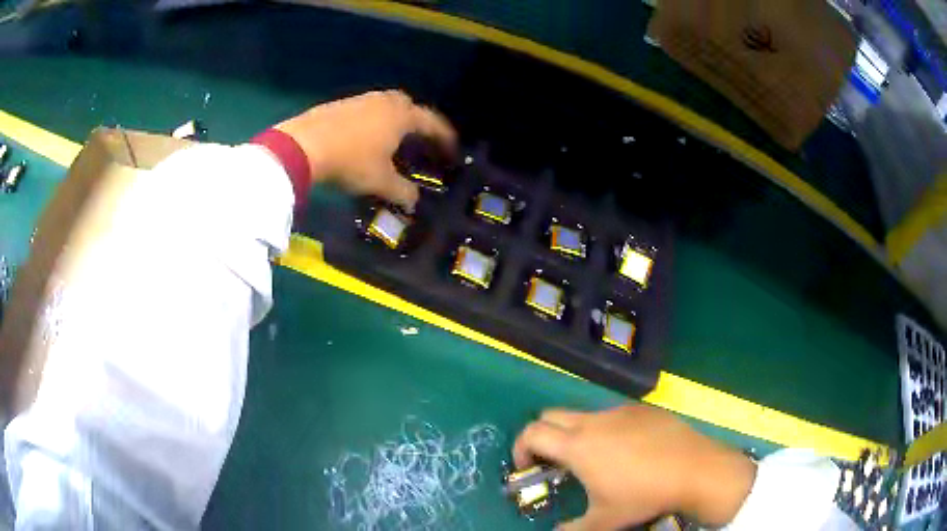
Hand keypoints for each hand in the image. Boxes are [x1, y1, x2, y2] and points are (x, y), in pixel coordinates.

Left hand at [275, 90, 456, 210]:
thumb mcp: (380, 181)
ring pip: (386, 106)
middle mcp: (384, 101)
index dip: (445, 137)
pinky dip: (373, 122)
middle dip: (419, 122)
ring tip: (393, 140)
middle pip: (409, 106)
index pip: (432, 123)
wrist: (303, 145)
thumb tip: (414, 201)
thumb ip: (402, 191)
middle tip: (421, 139)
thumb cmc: (350, 161)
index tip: (452, 149)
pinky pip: (366, 110)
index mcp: (401, 115)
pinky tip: (365, 138)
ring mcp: (361, 100)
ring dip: (394, 120)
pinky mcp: (340, 105)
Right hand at [513, 404, 755, 529]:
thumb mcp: (603, 521)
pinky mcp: (643, 410)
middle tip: (555, 463)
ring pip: (583, 414)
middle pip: (551, 416)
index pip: (532, 433)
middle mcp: (594, 422)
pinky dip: (604, 430)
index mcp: (578, 446)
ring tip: (594, 460)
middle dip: (542, 436)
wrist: (695, 469)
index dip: (520, 449)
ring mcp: (620, 412)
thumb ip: (571, 529)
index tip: (529, 469)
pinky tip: (627, 452)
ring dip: (575, 434)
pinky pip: (612, 415)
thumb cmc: (644, 495)